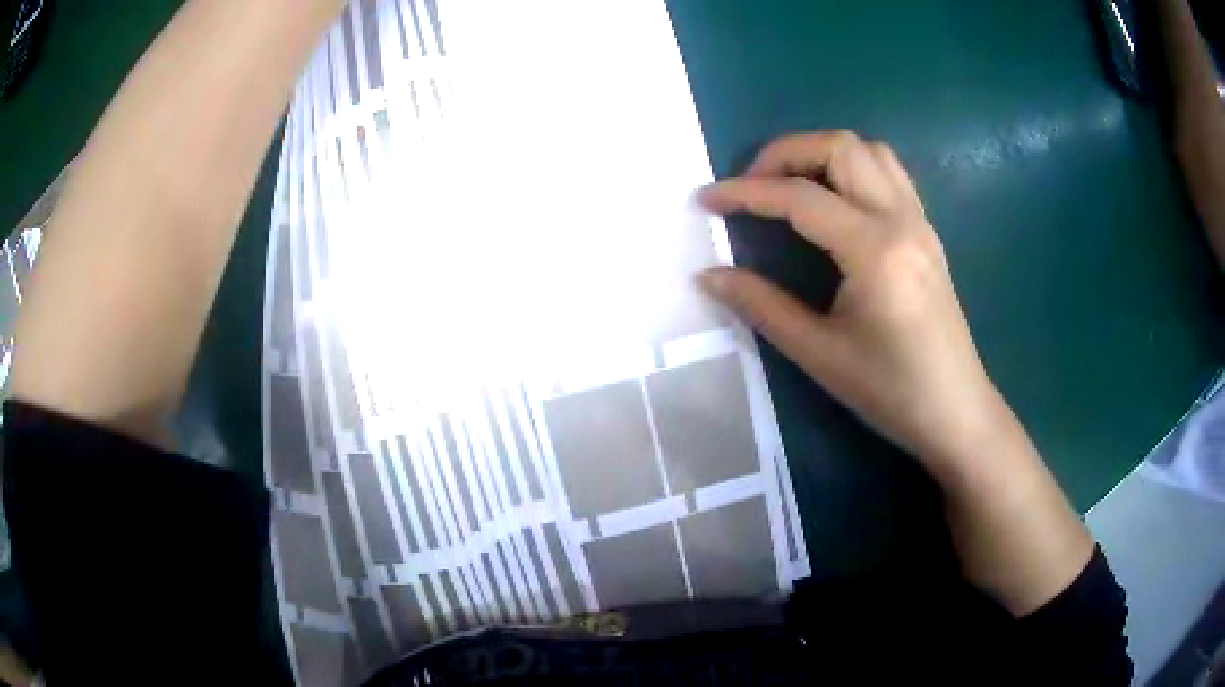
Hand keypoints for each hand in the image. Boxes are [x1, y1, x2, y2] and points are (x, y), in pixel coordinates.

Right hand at [699, 131, 1004, 473]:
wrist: (956, 412)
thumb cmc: (891, 391)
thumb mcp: (819, 354)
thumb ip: (761, 305)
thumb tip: (708, 275)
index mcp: (874, 249)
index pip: (800, 197)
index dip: (745, 192)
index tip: (706, 199)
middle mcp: (901, 219)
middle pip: (840, 147)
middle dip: (785, 153)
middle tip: (752, 186)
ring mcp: (920, 221)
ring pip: (869, 151)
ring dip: (822, 154)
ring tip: (790, 186)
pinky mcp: (927, 232)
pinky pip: (889, 173)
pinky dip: (852, 168)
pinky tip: (834, 201)